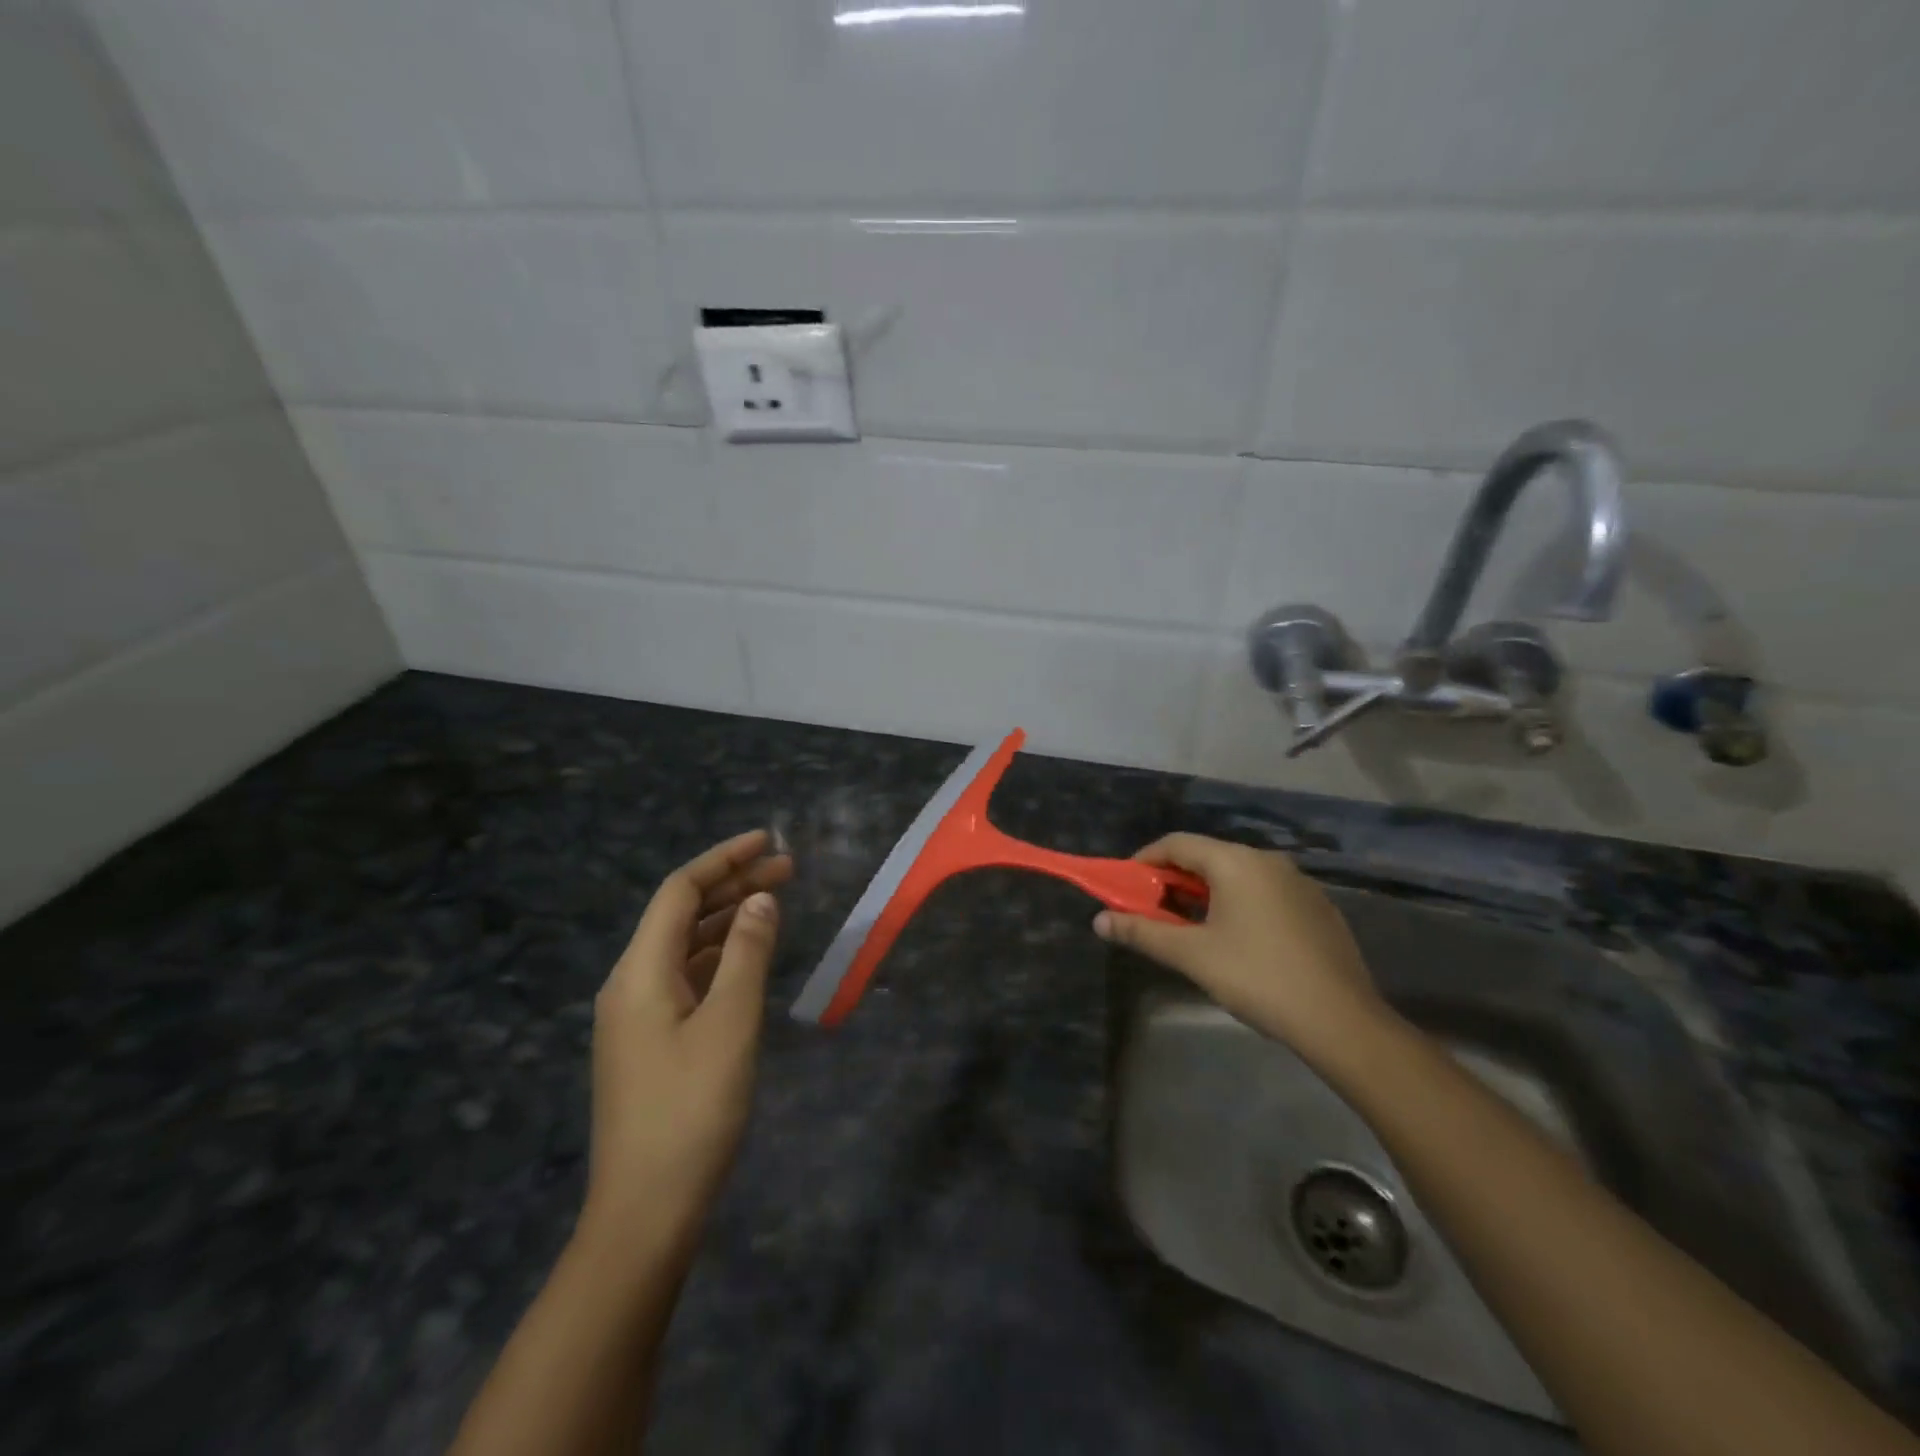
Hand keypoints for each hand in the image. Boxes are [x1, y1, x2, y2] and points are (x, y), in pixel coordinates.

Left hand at [581, 830, 793, 1253]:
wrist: (646, 1213)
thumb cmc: (692, 1110)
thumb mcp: (730, 1023)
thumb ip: (747, 954)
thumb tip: (761, 899)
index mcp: (639, 972)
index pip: (679, 892)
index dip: (723, 859)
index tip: (769, 841)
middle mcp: (630, 984)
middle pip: (681, 915)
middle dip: (733, 885)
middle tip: (788, 870)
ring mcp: (637, 1016)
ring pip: (685, 946)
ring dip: (729, 920)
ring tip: (776, 903)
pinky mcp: (651, 1043)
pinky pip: (686, 978)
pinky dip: (720, 956)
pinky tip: (750, 957)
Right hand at [1093, 833, 1390, 1063]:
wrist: (1341, 1021)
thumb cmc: (1258, 978)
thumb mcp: (1192, 955)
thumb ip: (1142, 932)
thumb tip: (1099, 920)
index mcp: (1236, 862)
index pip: (1177, 844)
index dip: (1144, 861)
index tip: (1126, 887)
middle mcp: (1268, 861)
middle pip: (1207, 857)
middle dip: (1173, 880)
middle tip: (1152, 911)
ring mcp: (1298, 883)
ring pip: (1237, 876)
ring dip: (1205, 894)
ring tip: (1189, 928)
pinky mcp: (1317, 908)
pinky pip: (1264, 893)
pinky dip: (1237, 904)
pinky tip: (1236, 941)